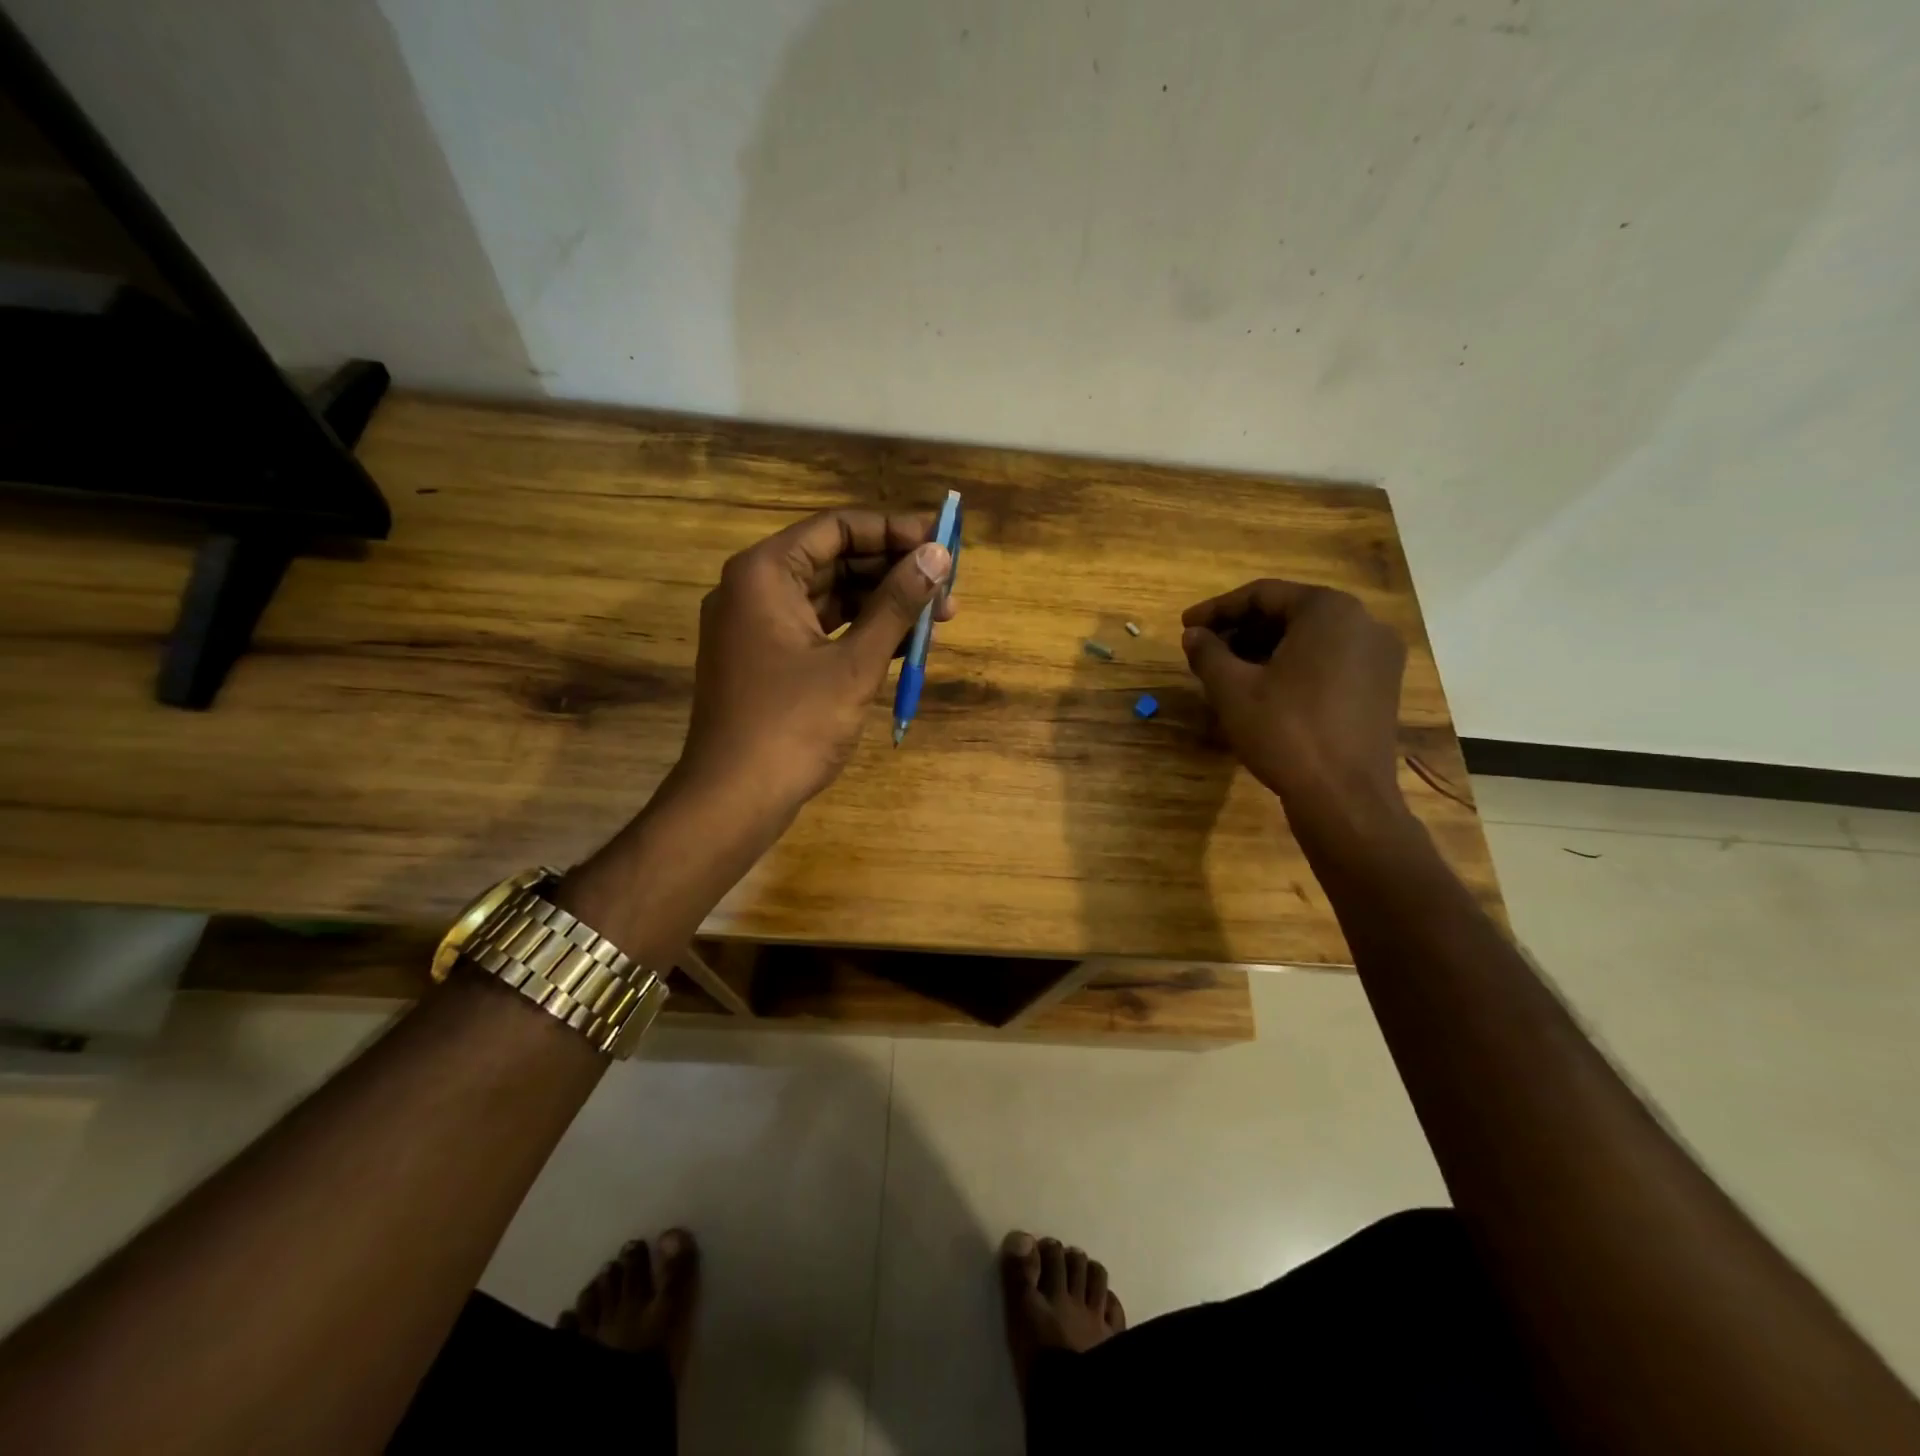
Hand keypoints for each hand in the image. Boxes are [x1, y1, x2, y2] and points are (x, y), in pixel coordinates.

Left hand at [678, 509, 954, 810]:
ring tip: (940, 617)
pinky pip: (820, 630)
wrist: (734, 799)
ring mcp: (757, 627)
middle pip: (834, 560)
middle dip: (894, 571)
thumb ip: (897, 605)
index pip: (837, 528)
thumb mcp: (854, 663)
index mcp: (765, 573)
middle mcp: (754, 589)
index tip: (942, 542)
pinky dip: (860, 633)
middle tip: (948, 585)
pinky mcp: (766, 660)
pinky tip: (906, 644)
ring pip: (830, 597)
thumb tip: (938, 556)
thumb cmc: (793, 725)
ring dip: (883, 604)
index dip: (894, 530)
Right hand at [1180, 580, 1406, 824]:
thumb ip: (1208, 653)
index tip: (1186, 627)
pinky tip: (1264, 689)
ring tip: (1228, 672)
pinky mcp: (1382, 686)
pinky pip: (1330, 661)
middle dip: (1241, 630)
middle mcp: (1362, 622)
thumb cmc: (1285, 732)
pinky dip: (1293, 666)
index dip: (1217, 609)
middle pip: (1289, 613)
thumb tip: (1193, 635)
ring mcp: (1379, 656)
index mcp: (1328, 611)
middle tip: (1205, 650)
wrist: (1344, 797)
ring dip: (1265, 648)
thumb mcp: (1232, 690)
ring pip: (1310, 638)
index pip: (1262, 595)